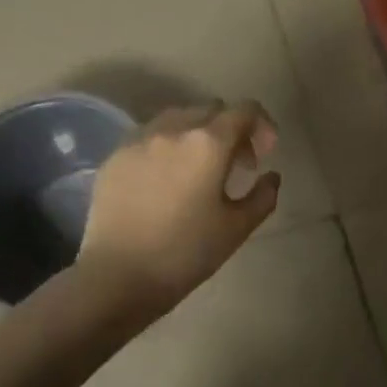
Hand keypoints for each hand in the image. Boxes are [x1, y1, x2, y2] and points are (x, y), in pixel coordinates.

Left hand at [78, 100, 281, 318]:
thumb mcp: (236, 229)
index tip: (265, 152)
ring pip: (178, 117)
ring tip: (198, 168)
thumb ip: (262, 196)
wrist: (116, 276)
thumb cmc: (185, 253)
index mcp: (208, 143)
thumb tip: (271, 177)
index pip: (245, 110)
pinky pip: (150, 135)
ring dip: (197, 133)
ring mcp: (139, 139)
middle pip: (212, 110)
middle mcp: (173, 129)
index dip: (262, 125)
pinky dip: (167, 146)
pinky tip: (165, 179)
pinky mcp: (115, 155)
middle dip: (231, 130)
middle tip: (235, 166)